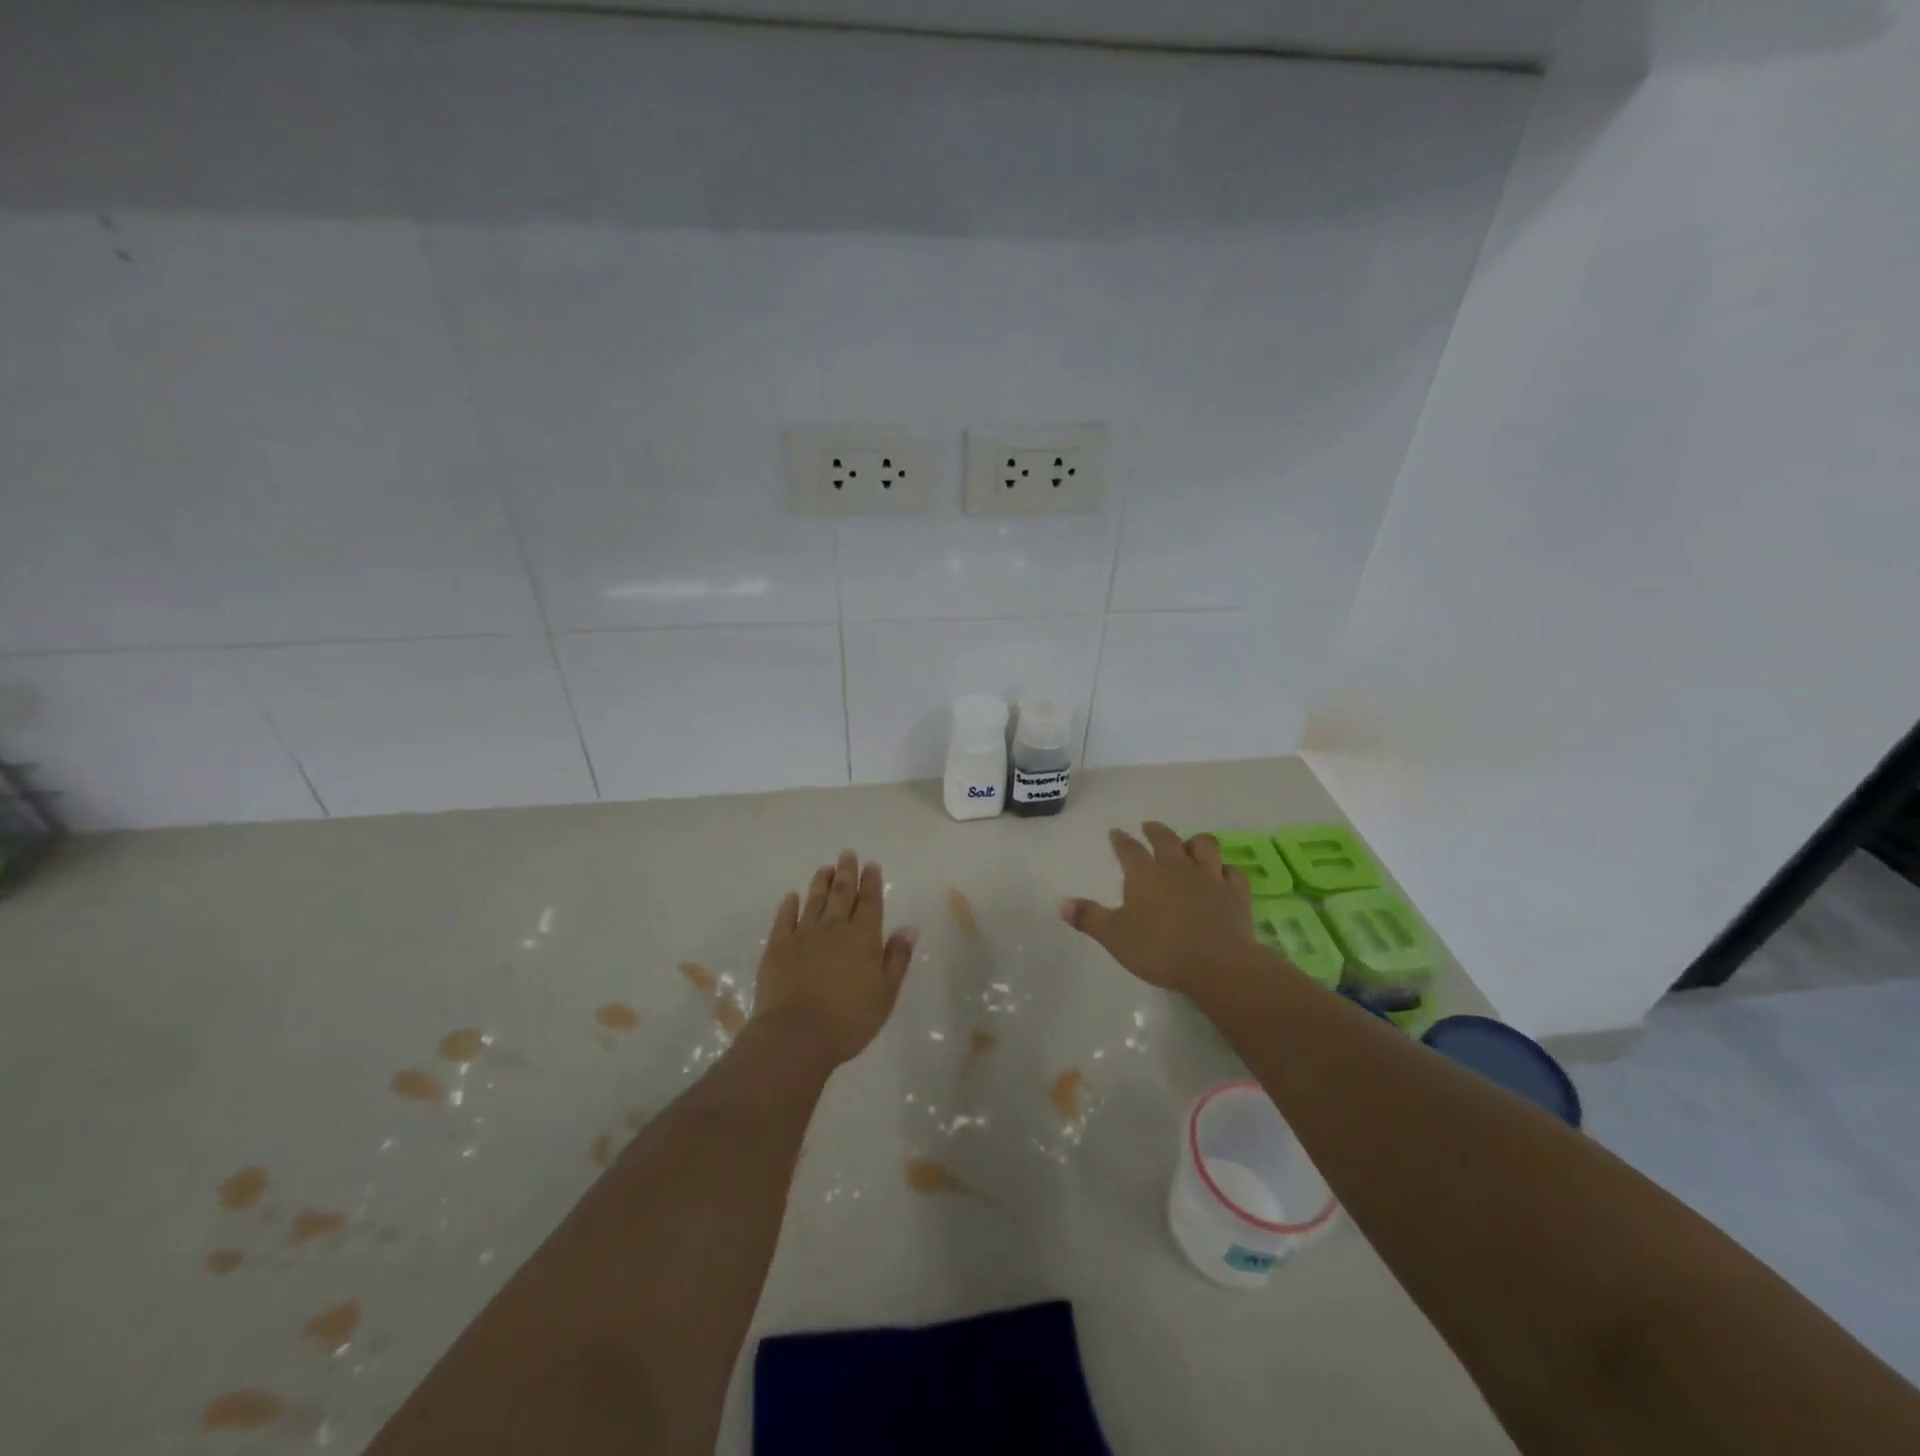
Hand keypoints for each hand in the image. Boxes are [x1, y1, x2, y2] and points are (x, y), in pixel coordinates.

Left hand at [751, 851, 918, 1066]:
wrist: (796, 1036)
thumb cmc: (849, 1020)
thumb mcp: (885, 993)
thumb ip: (897, 957)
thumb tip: (910, 927)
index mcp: (863, 937)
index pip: (870, 902)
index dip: (871, 882)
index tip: (871, 865)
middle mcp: (834, 928)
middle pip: (842, 894)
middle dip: (846, 873)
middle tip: (847, 854)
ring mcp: (803, 935)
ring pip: (814, 901)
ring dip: (820, 882)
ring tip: (824, 867)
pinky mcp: (778, 947)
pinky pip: (784, 919)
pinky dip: (789, 905)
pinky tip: (792, 896)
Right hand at [1060, 822, 1253, 992]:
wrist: (1216, 964)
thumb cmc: (1159, 949)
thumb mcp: (1115, 936)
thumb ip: (1089, 918)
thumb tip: (1062, 904)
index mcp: (1145, 874)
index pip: (1129, 850)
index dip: (1121, 840)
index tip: (1116, 832)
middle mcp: (1177, 868)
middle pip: (1167, 839)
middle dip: (1156, 831)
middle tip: (1149, 827)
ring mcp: (1210, 878)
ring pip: (1205, 846)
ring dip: (1195, 843)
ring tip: (1189, 845)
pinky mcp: (1235, 894)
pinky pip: (1232, 873)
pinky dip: (1226, 870)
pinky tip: (1223, 874)